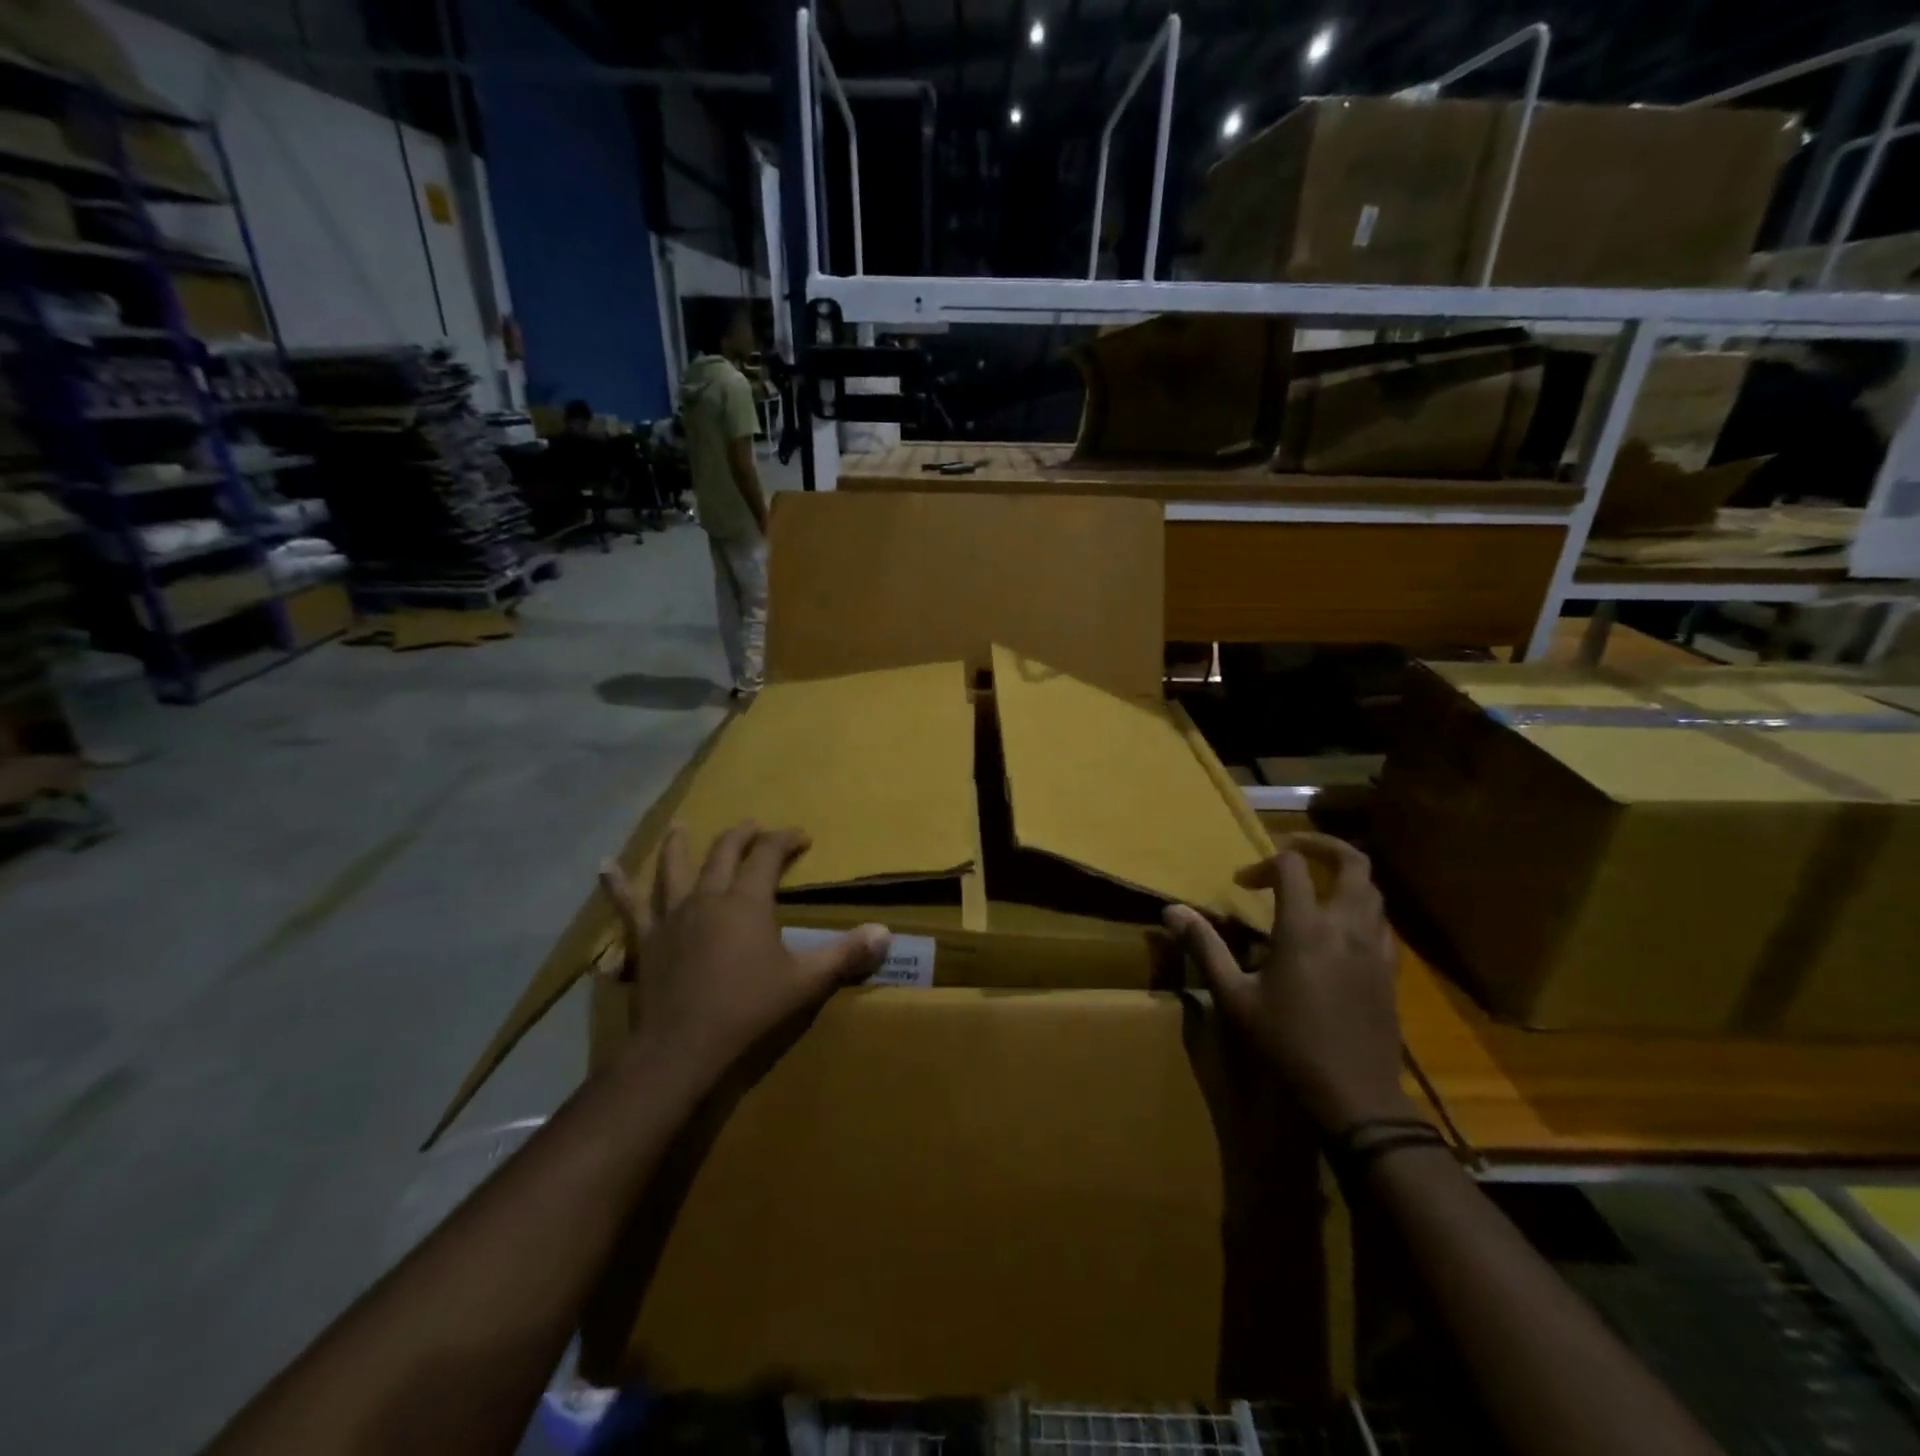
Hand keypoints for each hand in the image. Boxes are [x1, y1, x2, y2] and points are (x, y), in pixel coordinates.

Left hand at [598, 822, 890, 1081]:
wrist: (681, 1048)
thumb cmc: (747, 1010)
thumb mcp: (805, 983)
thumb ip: (845, 955)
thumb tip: (885, 933)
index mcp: (746, 902)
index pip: (767, 856)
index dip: (784, 840)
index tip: (801, 836)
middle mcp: (707, 898)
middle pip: (724, 853)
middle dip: (742, 836)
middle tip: (753, 827)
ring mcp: (671, 917)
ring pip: (674, 869)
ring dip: (680, 845)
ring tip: (681, 825)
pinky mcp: (645, 941)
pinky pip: (628, 906)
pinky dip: (617, 884)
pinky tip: (604, 866)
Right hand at [1164, 832, 1411, 1133]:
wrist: (1354, 1096)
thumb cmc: (1287, 1044)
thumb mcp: (1234, 997)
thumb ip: (1205, 947)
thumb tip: (1171, 911)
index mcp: (1306, 927)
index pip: (1293, 866)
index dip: (1265, 863)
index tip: (1243, 883)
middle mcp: (1346, 926)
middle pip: (1353, 862)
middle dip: (1323, 845)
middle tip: (1293, 849)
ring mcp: (1375, 948)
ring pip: (1374, 890)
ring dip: (1345, 876)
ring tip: (1316, 885)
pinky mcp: (1391, 971)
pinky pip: (1383, 922)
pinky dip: (1363, 908)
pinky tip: (1342, 928)